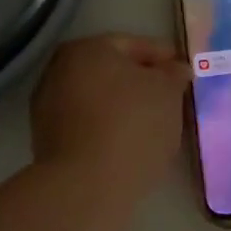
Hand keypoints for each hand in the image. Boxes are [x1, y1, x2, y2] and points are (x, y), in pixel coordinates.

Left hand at [30, 34, 188, 197]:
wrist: (86, 186)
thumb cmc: (131, 125)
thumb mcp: (167, 92)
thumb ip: (173, 74)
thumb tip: (174, 69)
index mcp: (86, 48)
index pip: (133, 45)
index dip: (163, 57)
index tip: (184, 72)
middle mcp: (59, 69)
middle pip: (112, 71)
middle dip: (141, 82)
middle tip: (171, 97)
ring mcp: (48, 106)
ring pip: (98, 99)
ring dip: (123, 107)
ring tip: (154, 125)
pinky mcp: (46, 141)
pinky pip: (87, 125)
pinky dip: (108, 128)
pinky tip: (129, 144)